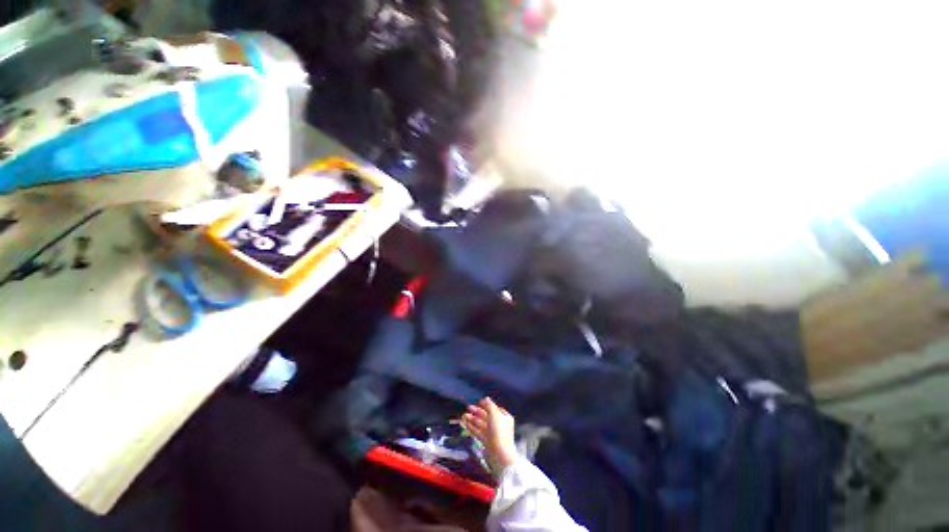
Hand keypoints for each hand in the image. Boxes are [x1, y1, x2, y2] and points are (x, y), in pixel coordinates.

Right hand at [462, 397, 517, 473]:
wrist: (500, 455)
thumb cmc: (499, 431)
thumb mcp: (494, 414)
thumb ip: (489, 405)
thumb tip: (485, 398)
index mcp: (504, 417)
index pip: (494, 408)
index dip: (486, 405)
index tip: (478, 403)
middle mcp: (499, 424)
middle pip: (487, 416)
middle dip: (477, 412)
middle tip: (468, 408)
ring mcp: (493, 434)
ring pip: (481, 424)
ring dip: (473, 419)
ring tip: (464, 416)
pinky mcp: (487, 442)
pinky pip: (479, 432)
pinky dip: (472, 428)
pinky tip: (465, 424)